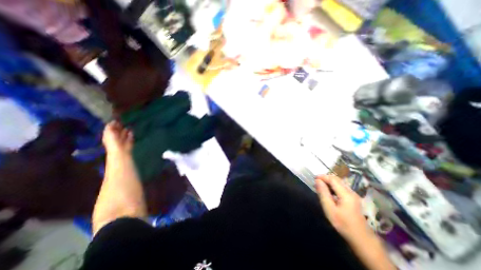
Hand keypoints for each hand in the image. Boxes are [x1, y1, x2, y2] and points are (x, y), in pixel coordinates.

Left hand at [102, 121, 132, 153]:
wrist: (121, 150)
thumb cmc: (112, 141)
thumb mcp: (108, 132)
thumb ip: (110, 126)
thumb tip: (113, 121)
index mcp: (108, 135)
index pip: (110, 128)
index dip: (113, 124)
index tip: (116, 119)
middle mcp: (115, 136)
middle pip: (117, 130)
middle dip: (119, 126)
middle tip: (122, 122)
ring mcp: (123, 139)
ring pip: (124, 132)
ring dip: (125, 130)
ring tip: (127, 126)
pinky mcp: (129, 140)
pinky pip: (130, 135)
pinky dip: (131, 134)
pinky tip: (131, 132)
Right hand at [317, 175, 371, 242]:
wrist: (362, 239)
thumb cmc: (343, 224)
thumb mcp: (329, 209)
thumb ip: (323, 193)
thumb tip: (318, 181)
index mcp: (346, 194)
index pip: (333, 179)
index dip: (322, 177)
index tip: (314, 178)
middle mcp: (351, 192)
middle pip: (337, 179)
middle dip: (326, 178)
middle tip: (316, 182)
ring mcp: (353, 195)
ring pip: (340, 183)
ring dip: (329, 182)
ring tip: (320, 186)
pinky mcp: (353, 199)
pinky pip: (342, 188)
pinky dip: (333, 186)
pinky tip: (329, 192)